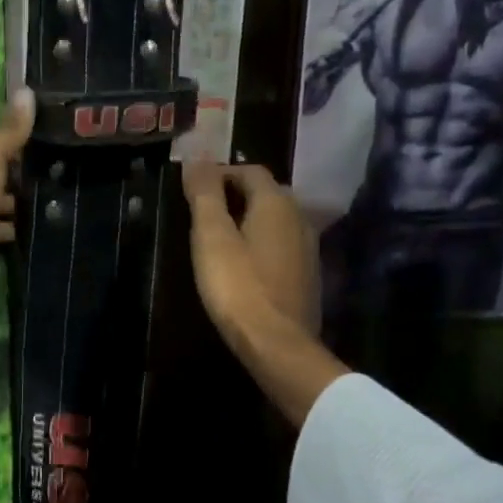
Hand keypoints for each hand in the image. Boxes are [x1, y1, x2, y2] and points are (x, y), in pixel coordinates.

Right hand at [181, 163, 318, 334]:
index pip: (249, 170)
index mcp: (276, 203)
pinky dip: (262, 243)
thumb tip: (196, 158)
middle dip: (236, 194)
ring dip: (250, 219)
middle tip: (204, 211)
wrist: (276, 344)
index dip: (220, 173)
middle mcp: (299, 217)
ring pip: (276, 220)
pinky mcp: (308, 275)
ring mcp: (308, 248)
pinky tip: (245, 264)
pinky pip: (282, 245)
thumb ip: (204, 194)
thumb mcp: (211, 237)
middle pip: (266, 192)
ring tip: (221, 237)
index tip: (194, 189)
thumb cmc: (237, 286)